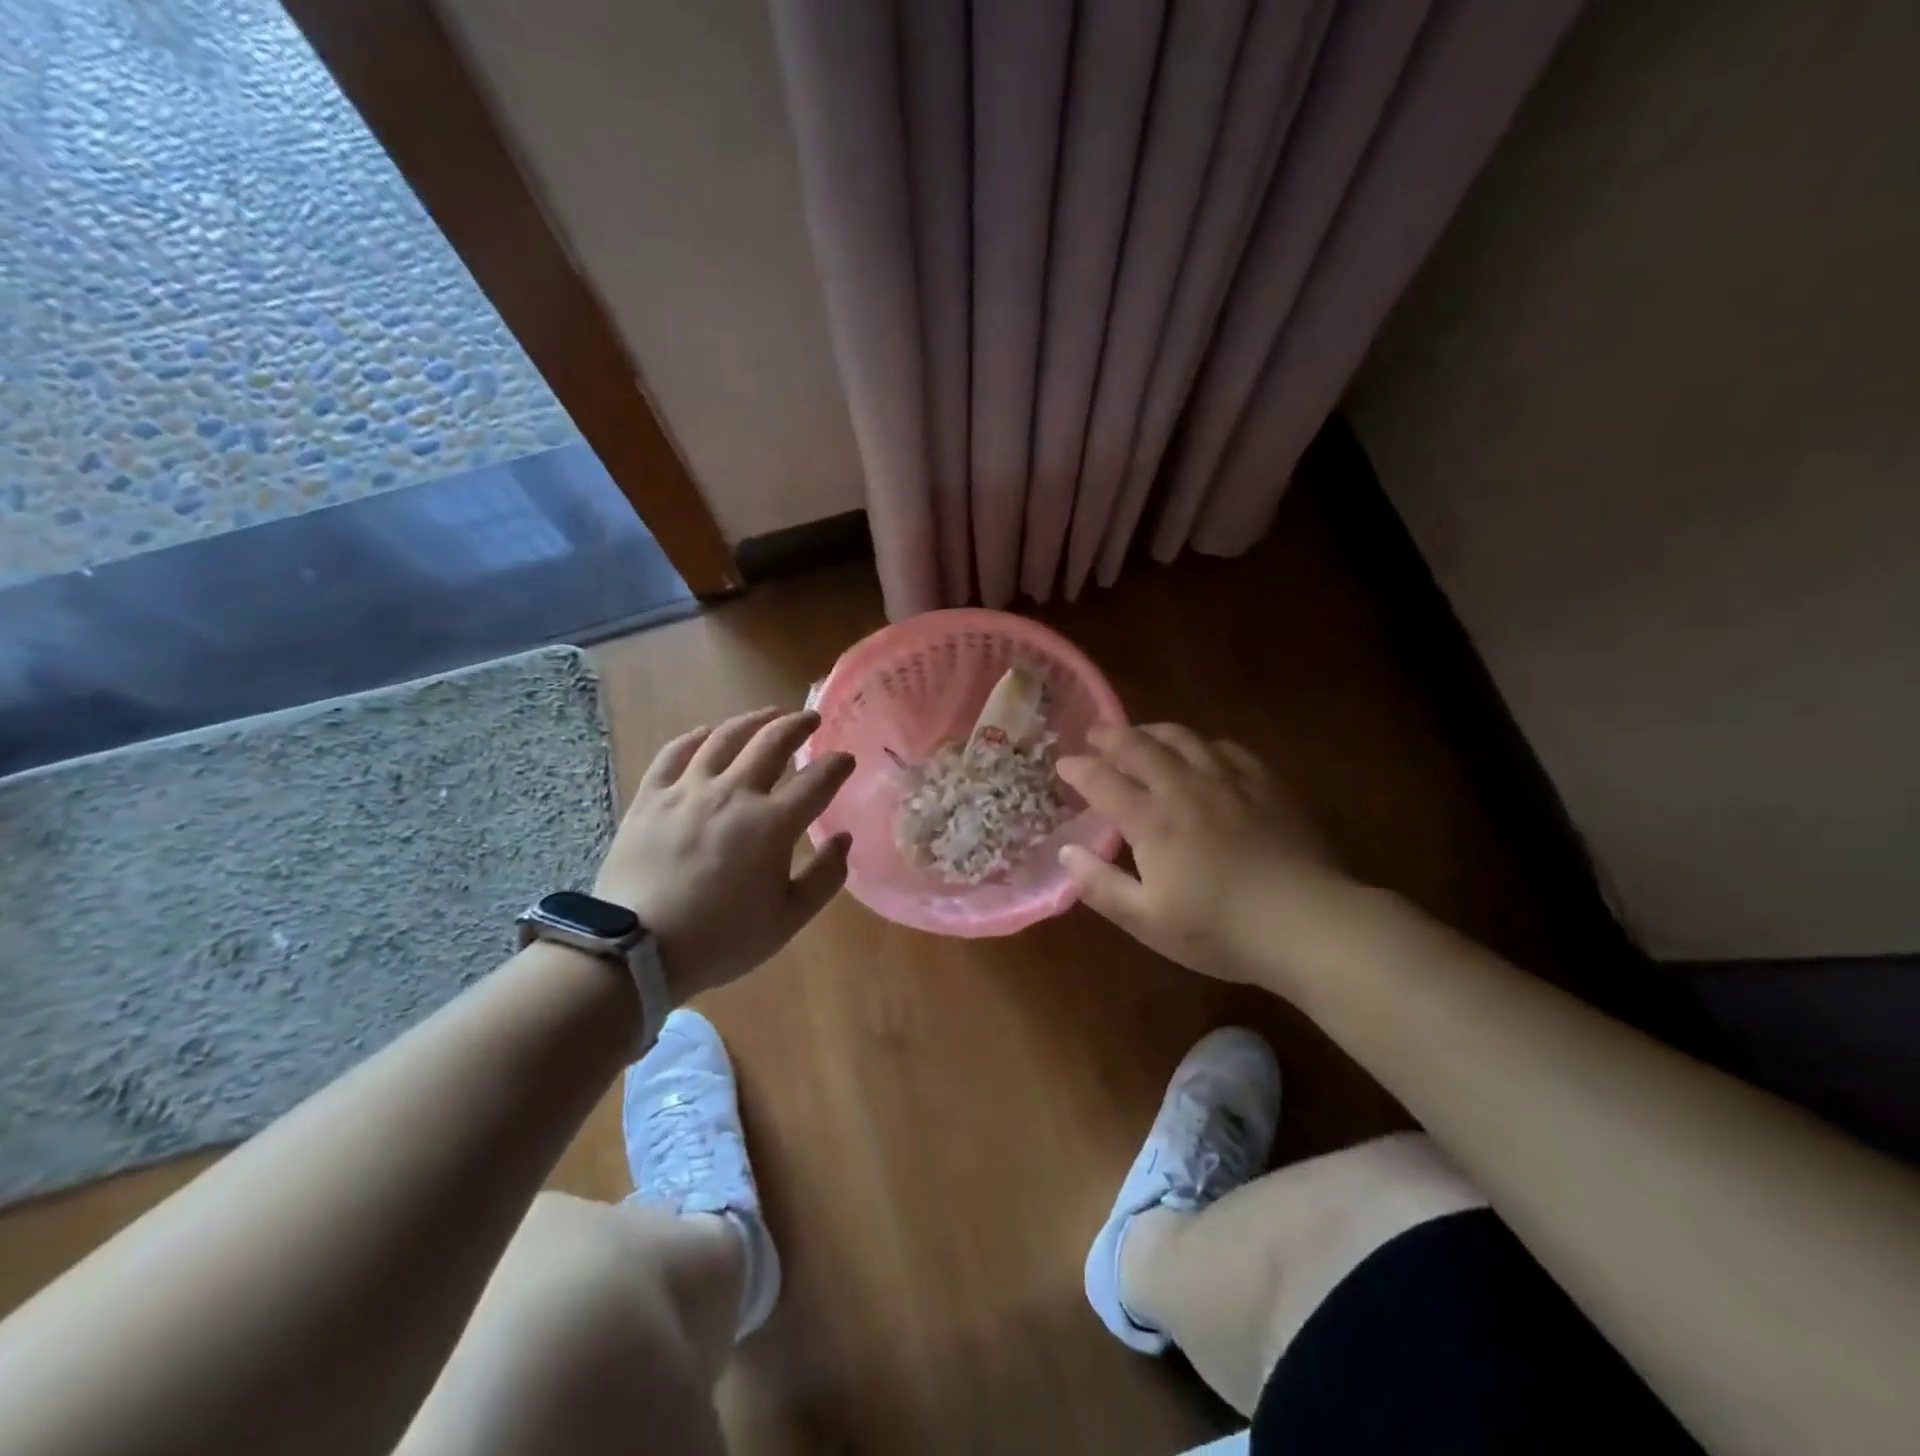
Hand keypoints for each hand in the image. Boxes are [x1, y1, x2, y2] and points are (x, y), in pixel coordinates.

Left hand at [594, 707, 853, 999]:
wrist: (636, 950)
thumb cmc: (721, 939)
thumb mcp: (787, 919)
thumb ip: (824, 877)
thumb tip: (843, 839)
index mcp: (772, 824)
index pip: (817, 780)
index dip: (837, 765)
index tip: (846, 759)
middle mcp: (733, 793)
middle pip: (772, 742)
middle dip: (798, 725)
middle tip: (811, 719)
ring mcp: (688, 790)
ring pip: (725, 737)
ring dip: (753, 720)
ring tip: (768, 715)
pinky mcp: (651, 797)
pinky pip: (674, 753)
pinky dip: (695, 737)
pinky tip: (706, 733)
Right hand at [1056, 724, 1346, 981]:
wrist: (1307, 922)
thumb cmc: (1219, 929)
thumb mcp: (1147, 921)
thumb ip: (1101, 885)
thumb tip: (1067, 852)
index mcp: (1152, 820)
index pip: (1104, 781)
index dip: (1079, 769)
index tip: (1063, 764)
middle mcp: (1185, 788)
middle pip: (1141, 747)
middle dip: (1111, 737)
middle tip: (1094, 734)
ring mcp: (1229, 781)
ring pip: (1184, 738)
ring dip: (1153, 731)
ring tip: (1140, 733)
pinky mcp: (1266, 784)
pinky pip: (1226, 748)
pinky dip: (1202, 743)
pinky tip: (1202, 751)